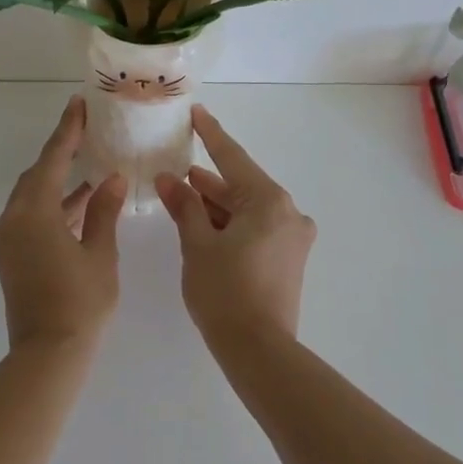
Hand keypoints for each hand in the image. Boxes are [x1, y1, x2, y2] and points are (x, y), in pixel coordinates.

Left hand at [0, 95, 127, 351]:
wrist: (47, 353)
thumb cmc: (80, 302)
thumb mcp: (100, 254)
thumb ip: (103, 211)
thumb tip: (113, 179)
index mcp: (34, 213)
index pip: (52, 160)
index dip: (66, 131)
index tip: (77, 105)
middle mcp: (12, 219)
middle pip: (37, 175)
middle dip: (60, 153)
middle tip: (85, 131)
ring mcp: (7, 238)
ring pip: (32, 196)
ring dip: (57, 181)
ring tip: (88, 165)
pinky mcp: (10, 254)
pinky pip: (30, 216)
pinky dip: (53, 206)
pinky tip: (80, 203)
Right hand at [155, 106, 315, 359]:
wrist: (259, 350)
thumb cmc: (224, 291)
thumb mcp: (197, 244)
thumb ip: (184, 206)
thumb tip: (169, 178)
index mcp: (268, 201)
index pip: (233, 158)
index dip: (211, 135)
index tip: (197, 113)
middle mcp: (288, 213)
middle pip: (242, 186)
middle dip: (209, 180)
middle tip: (177, 169)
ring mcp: (292, 238)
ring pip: (249, 209)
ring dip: (218, 204)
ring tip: (184, 195)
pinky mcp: (289, 259)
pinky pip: (257, 229)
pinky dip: (232, 224)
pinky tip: (205, 225)